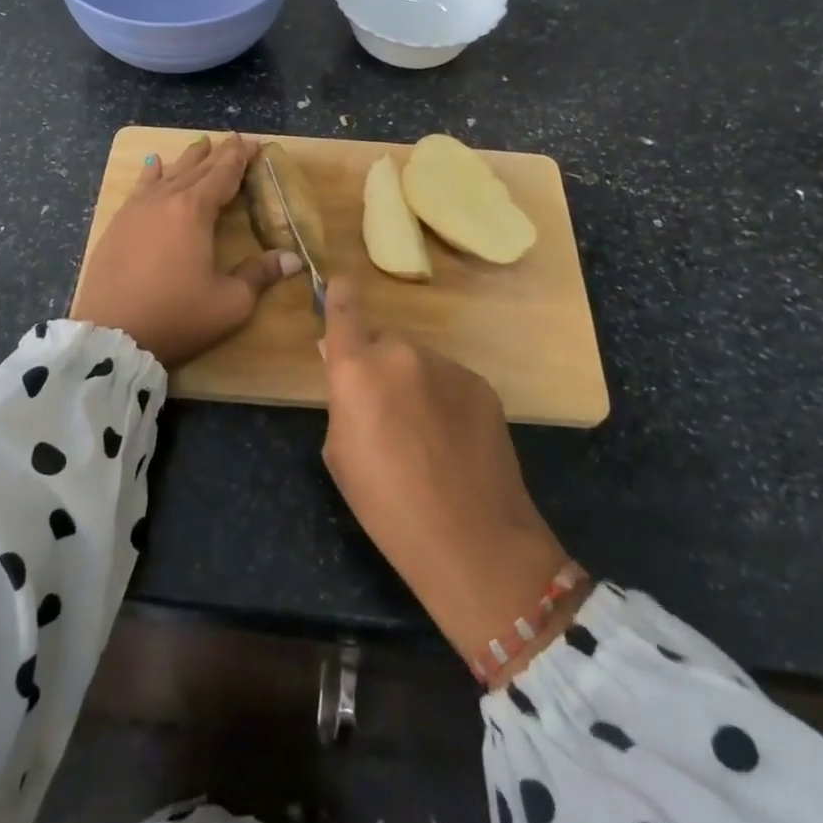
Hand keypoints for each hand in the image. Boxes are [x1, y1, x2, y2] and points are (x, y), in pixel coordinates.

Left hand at [74, 133, 301, 367]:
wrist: (111, 335)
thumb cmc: (176, 316)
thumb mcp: (230, 302)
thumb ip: (260, 275)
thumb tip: (293, 259)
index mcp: (195, 211)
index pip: (223, 175)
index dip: (240, 158)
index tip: (254, 143)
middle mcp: (165, 200)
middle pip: (196, 169)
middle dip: (217, 154)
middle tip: (234, 140)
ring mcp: (136, 210)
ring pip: (168, 174)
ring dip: (187, 159)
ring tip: (199, 145)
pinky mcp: (117, 225)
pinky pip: (140, 188)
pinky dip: (151, 174)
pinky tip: (153, 165)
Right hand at [319, 280, 579, 680]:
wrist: (472, 538)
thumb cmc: (386, 505)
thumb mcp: (340, 453)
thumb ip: (343, 399)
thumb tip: (348, 369)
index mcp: (358, 369)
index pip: (345, 311)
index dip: (341, 295)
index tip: (341, 284)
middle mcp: (402, 353)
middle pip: (384, 344)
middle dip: (380, 366)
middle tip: (387, 414)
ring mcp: (447, 365)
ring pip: (420, 363)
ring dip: (415, 385)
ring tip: (426, 436)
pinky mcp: (481, 383)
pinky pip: (450, 380)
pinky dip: (446, 400)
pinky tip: (454, 441)